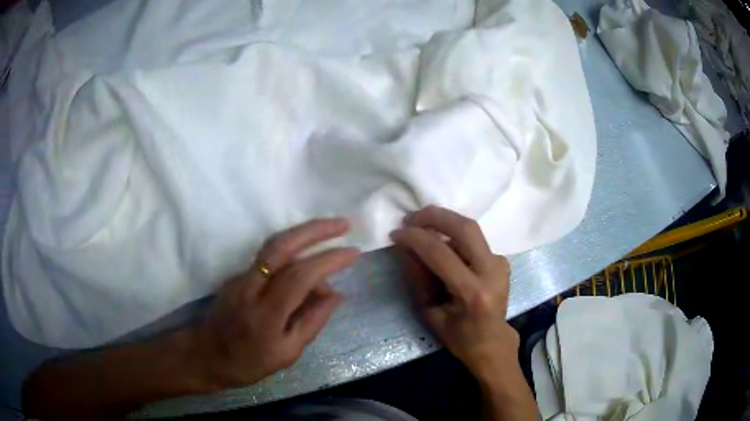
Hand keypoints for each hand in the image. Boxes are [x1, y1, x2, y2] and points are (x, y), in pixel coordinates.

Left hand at [186, 218, 358, 389]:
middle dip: (315, 230)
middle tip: (343, 224)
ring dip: (303, 232)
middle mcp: (250, 288)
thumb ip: (312, 322)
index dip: (328, 261)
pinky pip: (269, 257)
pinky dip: (292, 252)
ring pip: (273, 245)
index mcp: (266, 314)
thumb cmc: (248, 362)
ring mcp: (240, 277)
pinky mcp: (236, 274)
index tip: (353, 253)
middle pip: (282, 247)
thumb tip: (336, 295)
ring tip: (330, 231)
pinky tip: (306, 263)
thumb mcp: (287, 354)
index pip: (300, 277)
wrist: (206, 354)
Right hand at [391, 206, 518, 379]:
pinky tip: (441, 243)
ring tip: (421, 224)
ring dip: (444, 222)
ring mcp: (500, 263)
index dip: (415, 238)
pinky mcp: (502, 260)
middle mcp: (492, 272)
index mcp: (473, 293)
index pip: (441, 253)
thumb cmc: (458, 336)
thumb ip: (418, 277)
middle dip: (435, 216)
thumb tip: (405, 246)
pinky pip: (474, 241)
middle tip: (411, 217)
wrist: (492, 342)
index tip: (396, 232)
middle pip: (465, 228)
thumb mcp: (430, 312)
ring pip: (471, 229)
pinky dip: (454, 236)